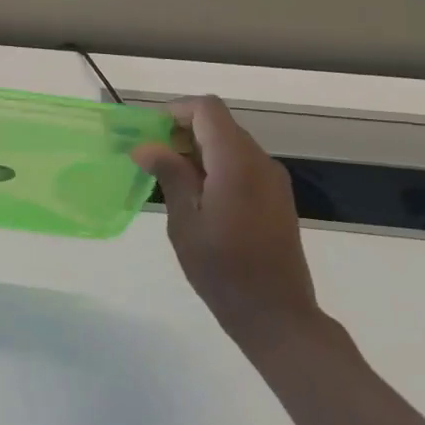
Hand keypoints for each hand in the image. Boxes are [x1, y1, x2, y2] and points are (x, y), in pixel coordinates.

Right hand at [132, 96, 322, 351]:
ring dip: (197, 150)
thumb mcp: (185, 222)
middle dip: (182, 131)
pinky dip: (215, 166)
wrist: (277, 315)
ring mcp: (272, 180)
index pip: (207, 109)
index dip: (175, 112)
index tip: (148, 135)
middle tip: (151, 159)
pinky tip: (196, 197)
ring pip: (229, 143)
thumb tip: (147, 145)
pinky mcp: (275, 197)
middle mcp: (260, 162)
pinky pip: (241, 164)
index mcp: (236, 163)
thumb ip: (170, 175)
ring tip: (169, 180)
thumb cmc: (223, 269)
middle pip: (218, 124)